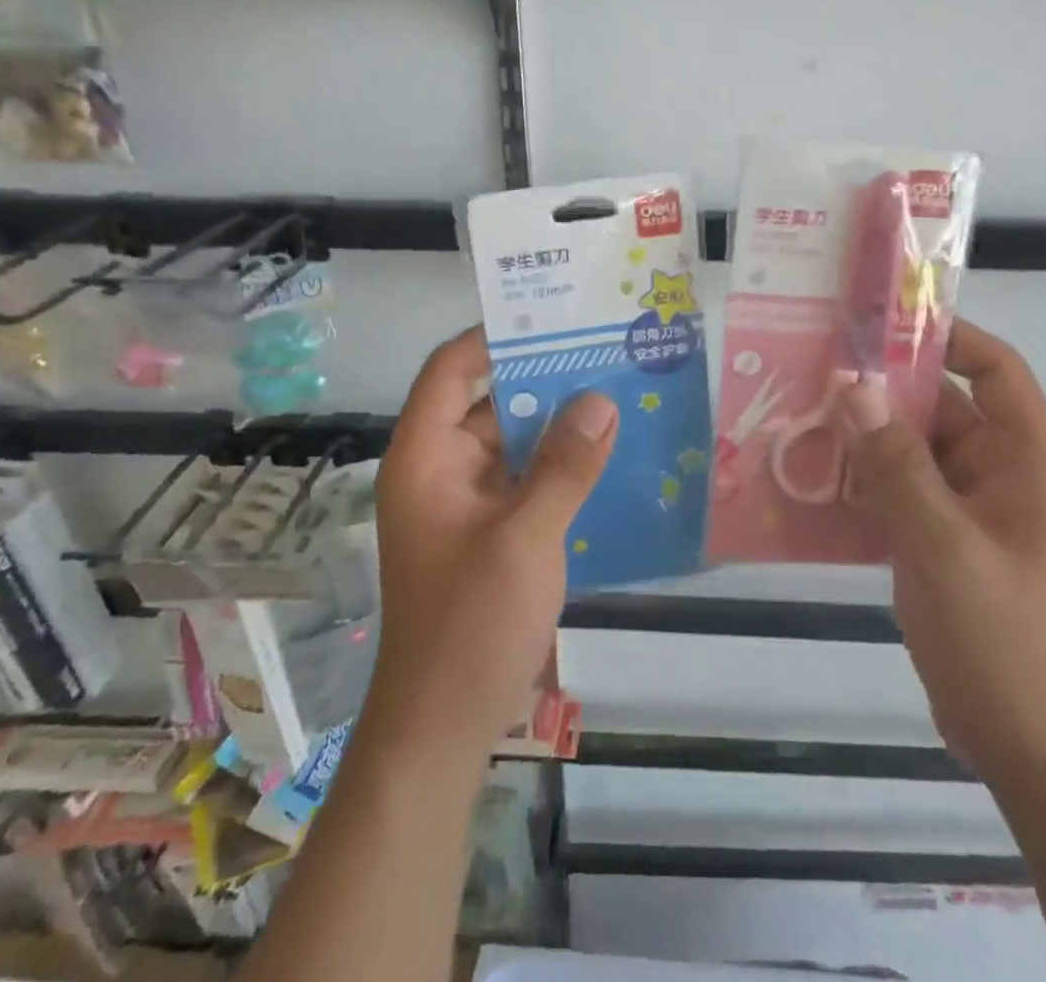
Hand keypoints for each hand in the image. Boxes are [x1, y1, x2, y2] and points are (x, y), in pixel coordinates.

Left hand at [364, 327, 617, 763]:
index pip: (451, 371)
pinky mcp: (492, 528)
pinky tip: (610, 452)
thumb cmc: (470, 626)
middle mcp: (442, 468)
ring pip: (515, 440)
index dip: (494, 338)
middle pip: (490, 401)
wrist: (443, 726)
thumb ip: (565, 467)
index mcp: (425, 458)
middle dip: (544, 377)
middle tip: (605, 349)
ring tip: (620, 389)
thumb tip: (602, 399)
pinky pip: (528, 477)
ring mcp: (468, 501)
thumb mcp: (524, 539)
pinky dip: (562, 462)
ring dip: (560, 421)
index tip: (553, 318)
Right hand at [840, 319, 1045, 785]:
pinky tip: (815, 481)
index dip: (950, 337)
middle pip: (942, 409)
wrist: (1030, 751)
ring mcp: (971, 512)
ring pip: (914, 453)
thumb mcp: (944, 546)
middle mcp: (1001, 475)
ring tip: (802, 419)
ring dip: (866, 439)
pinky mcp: (944, 544)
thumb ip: (896, 465)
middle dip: (884, 392)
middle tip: (816, 371)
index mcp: (1025, 462)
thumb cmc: (1002, 641)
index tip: (884, 323)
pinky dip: (865, 483)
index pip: (997, 370)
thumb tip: (854, 385)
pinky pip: (902, 493)